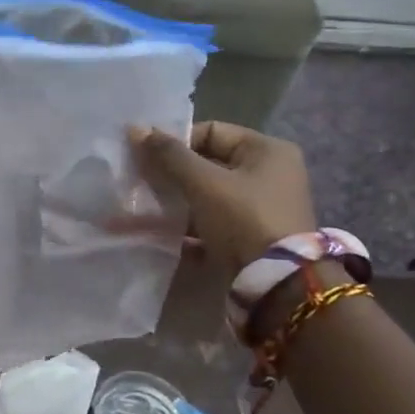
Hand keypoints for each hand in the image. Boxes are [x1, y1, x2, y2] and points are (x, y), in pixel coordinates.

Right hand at [129, 121, 315, 274]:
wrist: (278, 284)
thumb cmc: (243, 219)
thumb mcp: (204, 183)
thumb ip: (169, 156)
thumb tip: (136, 129)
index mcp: (267, 151)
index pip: (211, 132)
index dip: (175, 142)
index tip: (145, 158)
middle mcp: (269, 175)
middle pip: (208, 165)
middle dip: (171, 175)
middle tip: (139, 183)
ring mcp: (262, 209)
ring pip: (207, 197)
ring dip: (175, 203)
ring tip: (140, 210)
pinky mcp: (251, 238)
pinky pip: (212, 224)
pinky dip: (187, 228)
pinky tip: (157, 235)